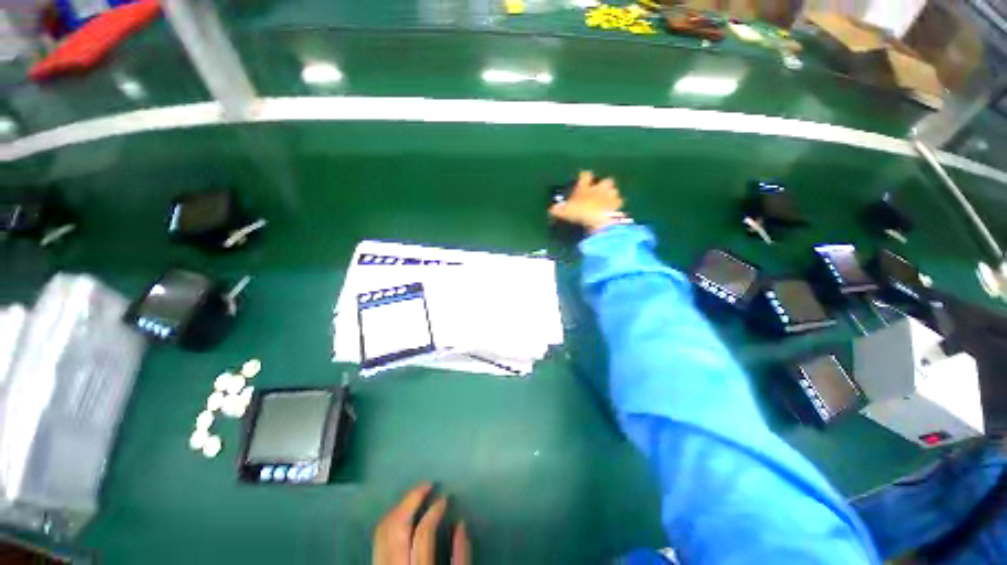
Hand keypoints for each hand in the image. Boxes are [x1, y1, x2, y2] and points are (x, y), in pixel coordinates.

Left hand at [372, 483, 470, 564]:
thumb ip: (461, 558)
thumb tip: (461, 524)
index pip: (423, 534)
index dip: (434, 511)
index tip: (445, 498)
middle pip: (395, 528)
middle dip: (410, 500)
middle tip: (427, 485)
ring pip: (382, 530)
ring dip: (399, 507)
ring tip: (416, 495)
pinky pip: (378, 539)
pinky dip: (391, 520)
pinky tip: (402, 513)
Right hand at [548, 170, 625, 233]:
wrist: (601, 219)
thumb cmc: (581, 213)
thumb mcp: (566, 212)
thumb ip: (559, 210)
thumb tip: (552, 209)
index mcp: (586, 187)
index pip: (585, 175)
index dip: (584, 177)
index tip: (582, 178)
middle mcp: (599, 188)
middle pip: (605, 180)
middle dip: (603, 185)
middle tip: (598, 192)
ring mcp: (611, 195)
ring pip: (614, 191)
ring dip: (611, 195)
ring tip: (607, 202)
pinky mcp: (618, 205)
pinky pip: (619, 203)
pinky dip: (617, 206)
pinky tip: (614, 211)